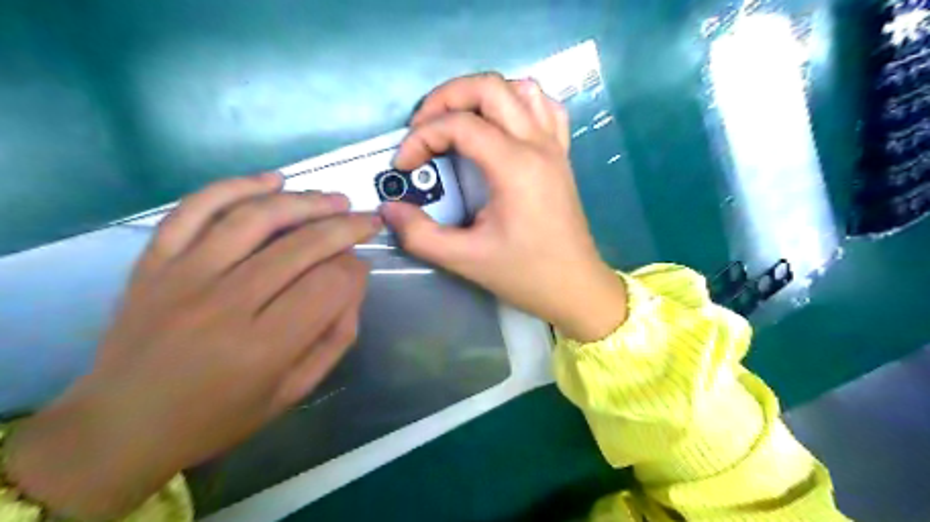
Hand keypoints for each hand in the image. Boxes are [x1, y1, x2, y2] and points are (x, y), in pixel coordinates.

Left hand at [3, 174, 377, 519]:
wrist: (121, 426)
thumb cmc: (218, 416)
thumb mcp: (293, 391)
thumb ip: (335, 337)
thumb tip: (354, 282)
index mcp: (263, 348)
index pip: (330, 285)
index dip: (356, 270)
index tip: (362, 269)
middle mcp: (224, 305)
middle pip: (302, 246)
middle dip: (346, 227)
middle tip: (368, 220)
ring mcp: (183, 277)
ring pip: (256, 218)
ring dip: (305, 201)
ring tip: (335, 199)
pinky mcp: (154, 262)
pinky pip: (195, 209)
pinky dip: (237, 186)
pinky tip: (272, 180)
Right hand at [381, 73, 627, 342]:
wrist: (575, 287)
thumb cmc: (525, 274)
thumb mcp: (465, 259)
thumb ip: (419, 234)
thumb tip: (389, 208)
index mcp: (515, 166)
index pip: (459, 124)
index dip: (421, 138)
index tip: (404, 166)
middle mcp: (538, 144)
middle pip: (489, 87)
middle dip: (446, 98)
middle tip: (422, 128)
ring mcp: (554, 146)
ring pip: (519, 89)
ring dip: (481, 96)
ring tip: (457, 123)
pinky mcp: (561, 155)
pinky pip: (544, 108)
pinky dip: (517, 103)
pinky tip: (501, 125)